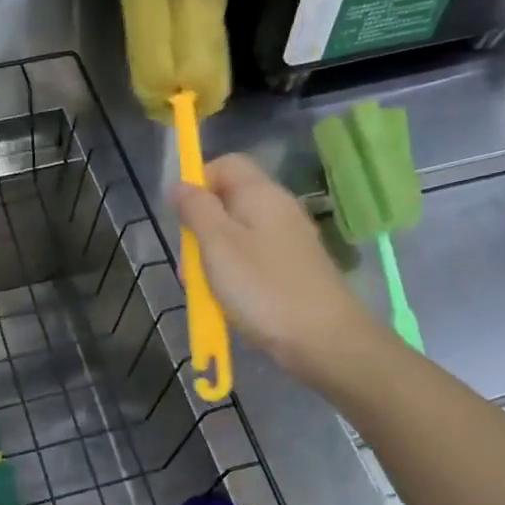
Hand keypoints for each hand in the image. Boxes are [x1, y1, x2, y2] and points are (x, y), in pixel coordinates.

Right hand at [171, 153, 381, 382]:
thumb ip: (196, 209)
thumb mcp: (217, 244)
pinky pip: (252, 260)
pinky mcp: (293, 269)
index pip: (225, 164)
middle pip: (228, 202)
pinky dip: (234, 276)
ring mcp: (289, 241)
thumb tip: (180, 184)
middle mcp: (278, 209)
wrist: (325, 340)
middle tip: (190, 264)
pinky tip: (229, 302)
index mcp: (261, 194)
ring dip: (213, 259)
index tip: (181, 218)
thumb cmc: (263, 287)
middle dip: (201, 229)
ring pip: (237, 235)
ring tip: (207, 291)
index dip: (197, 183)